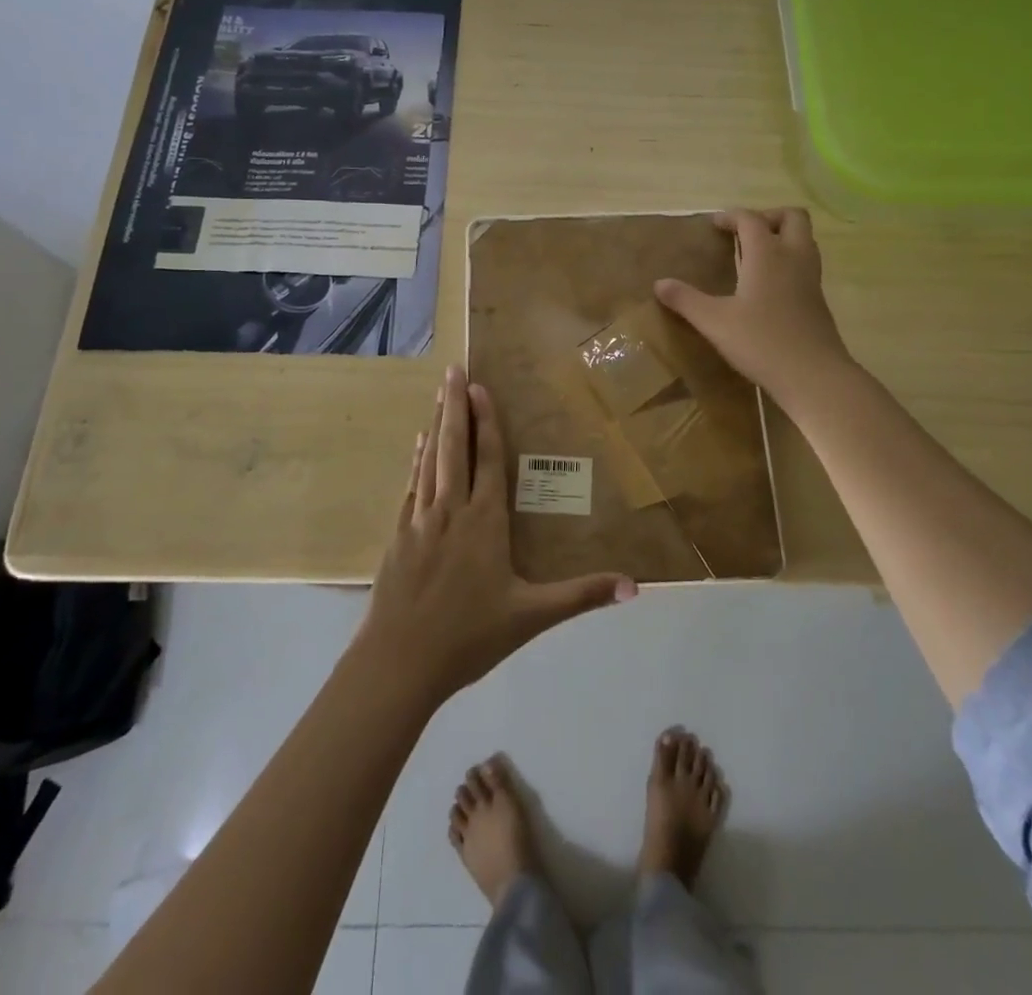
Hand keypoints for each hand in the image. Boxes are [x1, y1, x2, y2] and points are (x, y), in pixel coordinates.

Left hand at [355, 365, 636, 704]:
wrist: (398, 661)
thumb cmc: (469, 636)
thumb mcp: (531, 617)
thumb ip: (581, 596)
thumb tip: (634, 587)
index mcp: (484, 521)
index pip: (488, 459)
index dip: (486, 421)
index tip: (479, 387)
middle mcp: (451, 509)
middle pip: (453, 447)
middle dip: (454, 405)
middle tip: (453, 369)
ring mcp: (419, 520)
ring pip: (430, 461)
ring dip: (435, 425)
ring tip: (437, 395)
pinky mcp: (398, 535)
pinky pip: (410, 485)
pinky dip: (416, 461)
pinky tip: (417, 447)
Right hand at [654, 208, 852, 406]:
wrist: (813, 375)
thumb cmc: (761, 342)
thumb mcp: (714, 322)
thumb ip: (686, 300)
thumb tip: (659, 284)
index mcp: (767, 255)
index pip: (751, 219)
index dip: (732, 216)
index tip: (714, 224)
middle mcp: (794, 258)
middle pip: (793, 217)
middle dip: (769, 216)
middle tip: (745, 233)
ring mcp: (811, 279)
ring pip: (805, 240)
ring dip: (783, 237)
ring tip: (756, 256)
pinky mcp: (818, 300)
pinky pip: (806, 264)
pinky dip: (789, 262)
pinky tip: (769, 286)